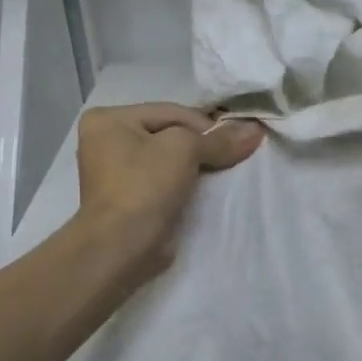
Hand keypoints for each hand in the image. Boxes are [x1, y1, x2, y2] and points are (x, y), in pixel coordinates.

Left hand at [76, 103, 261, 273]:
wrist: (121, 248)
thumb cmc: (144, 186)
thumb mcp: (184, 150)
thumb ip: (219, 139)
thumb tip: (255, 130)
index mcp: (109, 119)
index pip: (172, 112)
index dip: (207, 125)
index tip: (237, 141)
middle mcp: (106, 141)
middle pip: (170, 133)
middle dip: (203, 144)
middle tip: (234, 154)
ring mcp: (116, 172)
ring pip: (170, 159)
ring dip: (197, 165)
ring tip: (225, 171)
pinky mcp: (130, 199)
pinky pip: (166, 181)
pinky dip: (187, 183)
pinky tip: (208, 188)